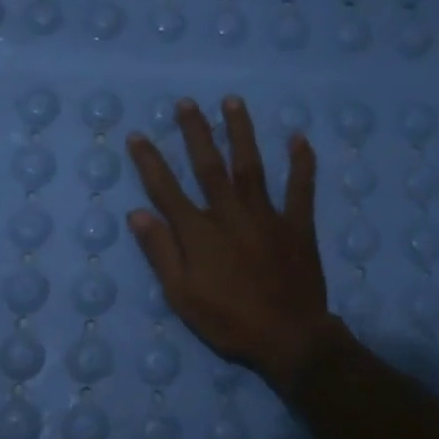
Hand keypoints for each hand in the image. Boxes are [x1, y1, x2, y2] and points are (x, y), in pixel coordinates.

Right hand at [125, 96, 340, 390]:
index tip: (138, 135)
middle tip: (186, 103)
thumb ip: (161, 252)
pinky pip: (301, 187)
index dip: (150, 161)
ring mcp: (267, 215)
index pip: (166, 189)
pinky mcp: (297, 224)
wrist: (288, 336)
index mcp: (199, 232)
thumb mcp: (182, 295)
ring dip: (241, 131)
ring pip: (250, 165)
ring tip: (233, 102)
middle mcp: (230, 213)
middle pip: (209, 165)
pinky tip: (298, 138)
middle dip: (196, 132)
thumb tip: (137, 214)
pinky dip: (301, 162)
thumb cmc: (229, 321)